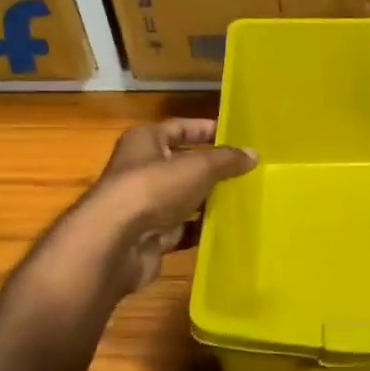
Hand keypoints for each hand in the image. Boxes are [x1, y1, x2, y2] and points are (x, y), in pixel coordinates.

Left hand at [70, 119, 256, 293]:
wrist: (116, 243)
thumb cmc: (153, 189)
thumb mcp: (198, 166)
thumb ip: (226, 160)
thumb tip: (253, 154)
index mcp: (145, 141)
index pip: (180, 127)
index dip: (206, 130)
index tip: (236, 136)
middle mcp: (142, 170)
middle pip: (183, 165)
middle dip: (213, 169)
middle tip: (248, 171)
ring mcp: (146, 205)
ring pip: (185, 199)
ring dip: (210, 200)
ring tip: (245, 199)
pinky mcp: (151, 236)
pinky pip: (183, 229)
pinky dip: (201, 230)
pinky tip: (228, 229)